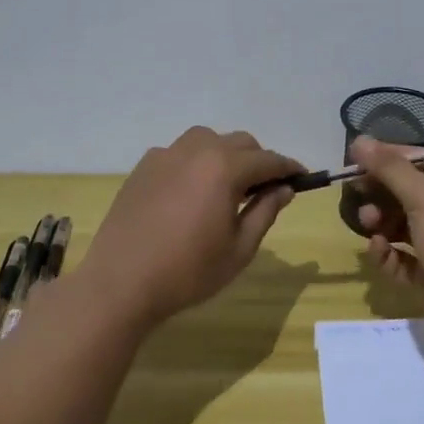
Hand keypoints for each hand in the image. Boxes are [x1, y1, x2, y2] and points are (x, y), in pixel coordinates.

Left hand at [75, 127, 302, 330]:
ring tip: (227, 185)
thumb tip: (284, 188)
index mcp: (224, 168)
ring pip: (207, 140)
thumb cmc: (188, 271)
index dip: (289, 168)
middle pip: (240, 142)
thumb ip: (265, 212)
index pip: (268, 160)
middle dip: (259, 160)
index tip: (303, 178)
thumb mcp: (239, 249)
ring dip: (225, 154)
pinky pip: (178, 152)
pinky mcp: (142, 168)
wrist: (120, 283)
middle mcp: (196, 151)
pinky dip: (195, 162)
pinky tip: (191, 191)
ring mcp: (165, 155)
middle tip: (266, 189)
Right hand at [353, 138, 423, 348]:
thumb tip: (360, 141)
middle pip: (411, 192)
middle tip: (356, 195)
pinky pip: (406, 257)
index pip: (423, 161)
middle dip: (382, 194)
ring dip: (382, 223)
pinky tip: (378, 252)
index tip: (355, 161)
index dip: (389, 159)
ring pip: (406, 225)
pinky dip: (390, 253)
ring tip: (369, 227)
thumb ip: (390, 169)